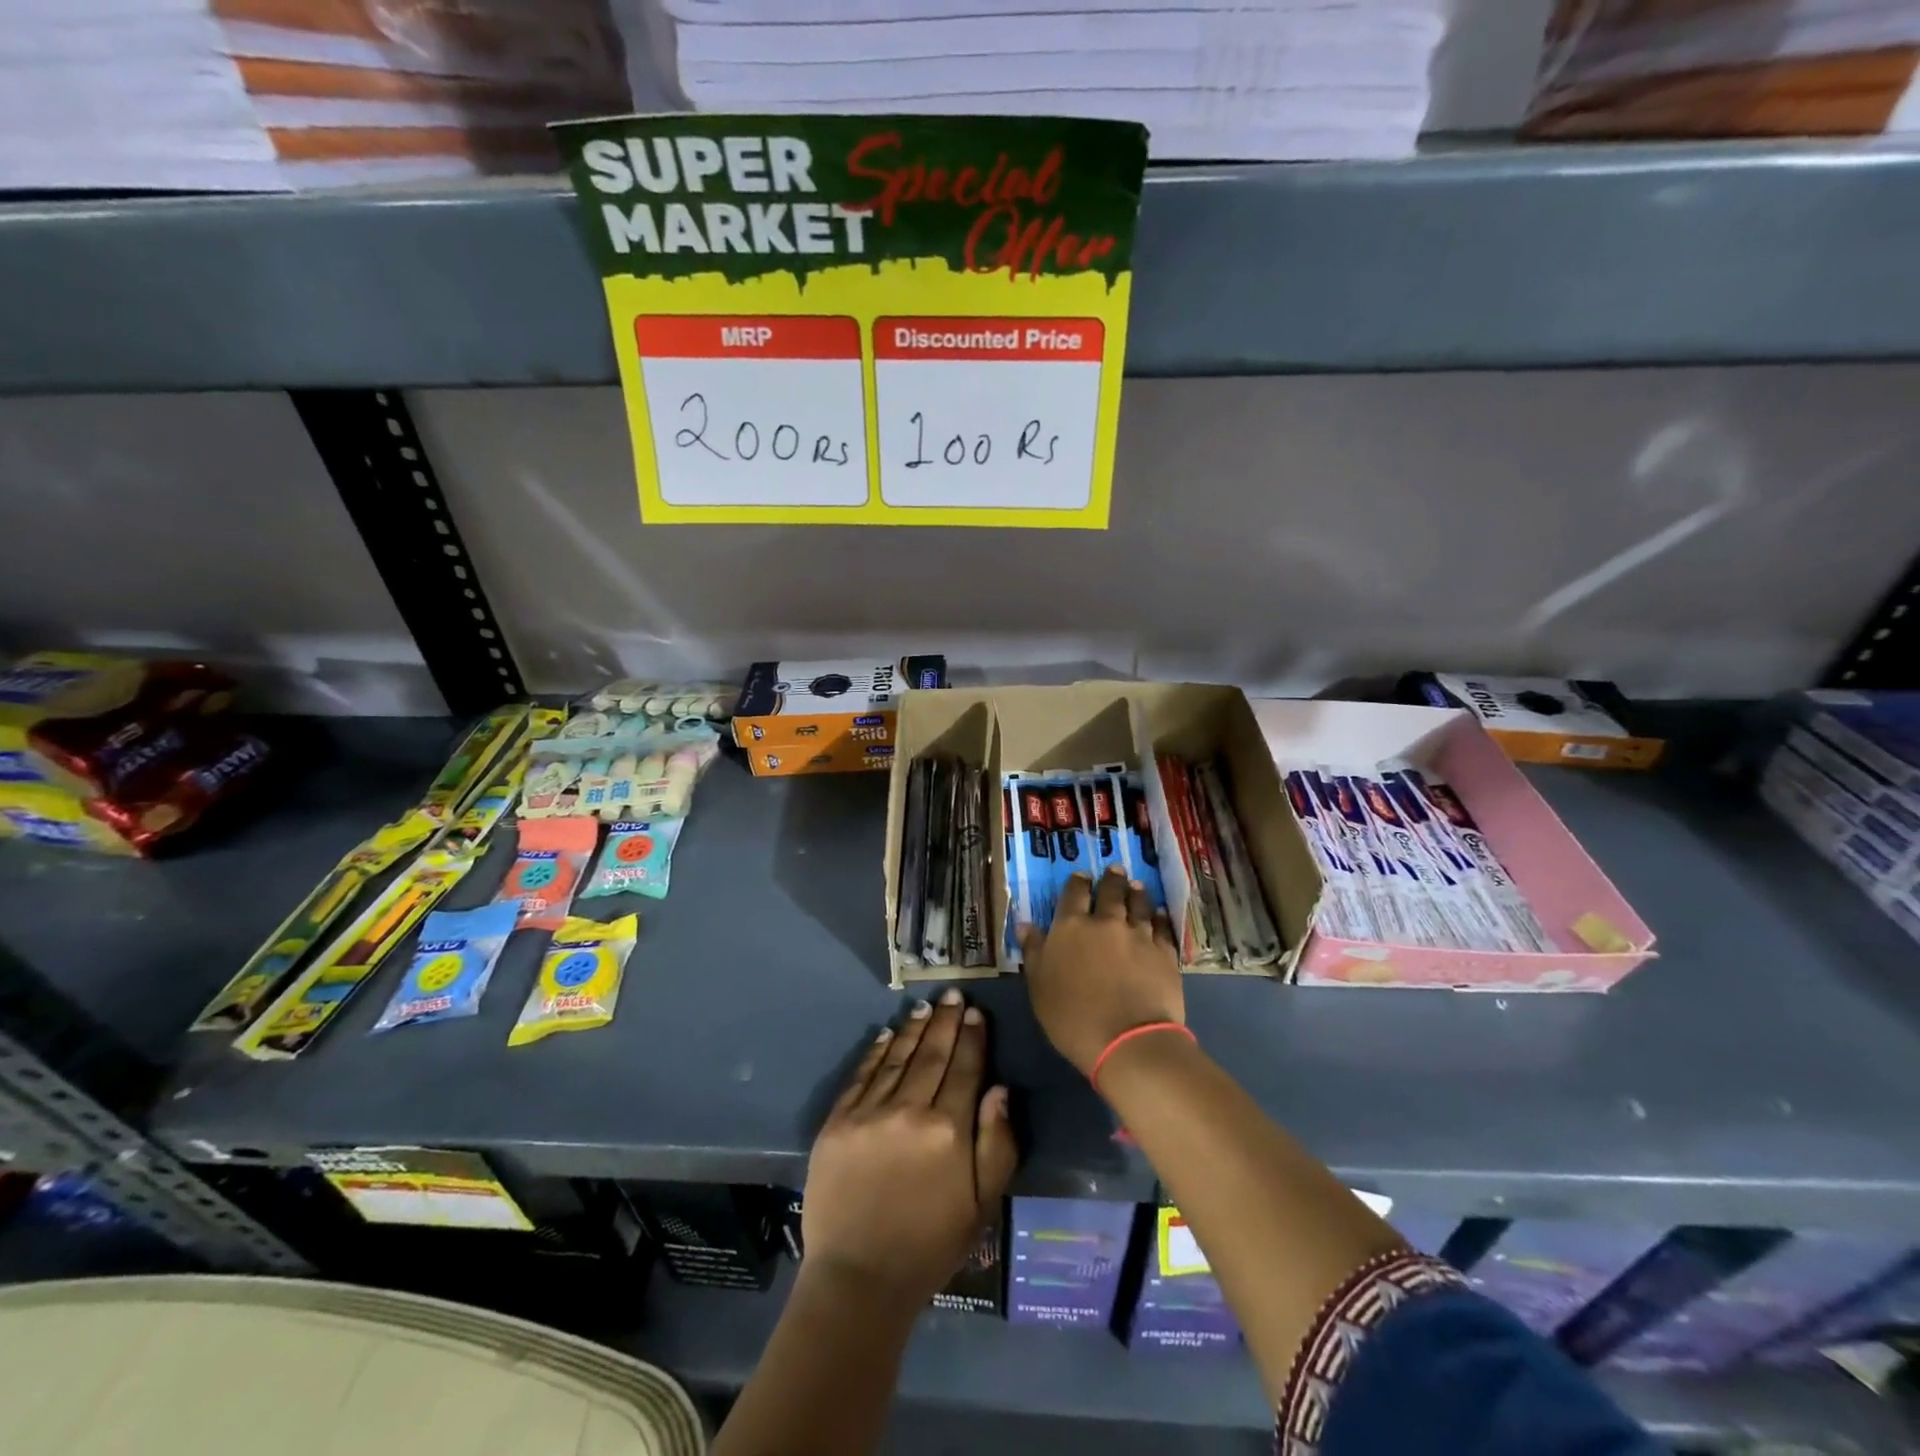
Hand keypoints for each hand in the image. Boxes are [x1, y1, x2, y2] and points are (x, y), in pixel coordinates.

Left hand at [801, 989, 1017, 1306]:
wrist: (858, 1279)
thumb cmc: (930, 1245)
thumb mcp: (982, 1206)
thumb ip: (997, 1145)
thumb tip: (1000, 1090)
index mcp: (949, 1130)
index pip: (965, 1069)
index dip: (972, 1037)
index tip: (975, 1012)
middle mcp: (910, 1110)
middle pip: (932, 1054)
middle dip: (946, 1021)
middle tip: (953, 993)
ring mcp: (869, 1113)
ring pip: (897, 1057)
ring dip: (914, 1029)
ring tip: (925, 1006)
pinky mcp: (837, 1122)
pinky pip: (862, 1076)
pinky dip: (877, 1051)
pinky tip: (888, 1034)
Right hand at [1020, 866, 1182, 1076]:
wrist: (1128, 1041)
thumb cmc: (1073, 1018)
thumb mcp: (1039, 987)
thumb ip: (1034, 952)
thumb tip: (1026, 924)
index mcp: (1071, 927)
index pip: (1074, 894)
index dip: (1078, 882)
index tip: (1082, 875)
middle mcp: (1106, 922)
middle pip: (1110, 892)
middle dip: (1112, 879)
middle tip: (1115, 870)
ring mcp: (1138, 935)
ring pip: (1139, 904)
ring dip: (1137, 893)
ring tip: (1137, 885)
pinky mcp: (1164, 953)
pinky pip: (1162, 927)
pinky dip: (1159, 917)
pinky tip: (1159, 914)